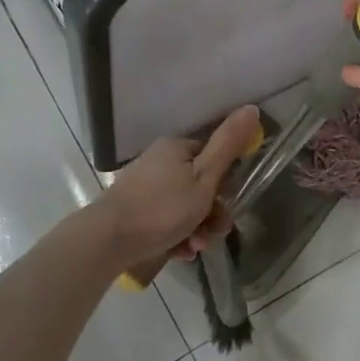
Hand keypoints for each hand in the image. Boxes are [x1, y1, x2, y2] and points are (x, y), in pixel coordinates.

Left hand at [95, 105, 262, 270]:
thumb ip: (228, 146)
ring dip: (197, 229)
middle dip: (212, 213)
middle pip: (200, 186)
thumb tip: (251, 108)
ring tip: (194, 248)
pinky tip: (179, 252)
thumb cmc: (162, 208)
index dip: (226, 182)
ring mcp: (145, 186)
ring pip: (184, 207)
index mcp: (176, 147)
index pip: (214, 157)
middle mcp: (159, 161)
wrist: (108, 239)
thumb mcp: (204, 178)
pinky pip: (166, 220)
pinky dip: (177, 235)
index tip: (229, 204)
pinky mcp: (134, 210)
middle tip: (214, 234)